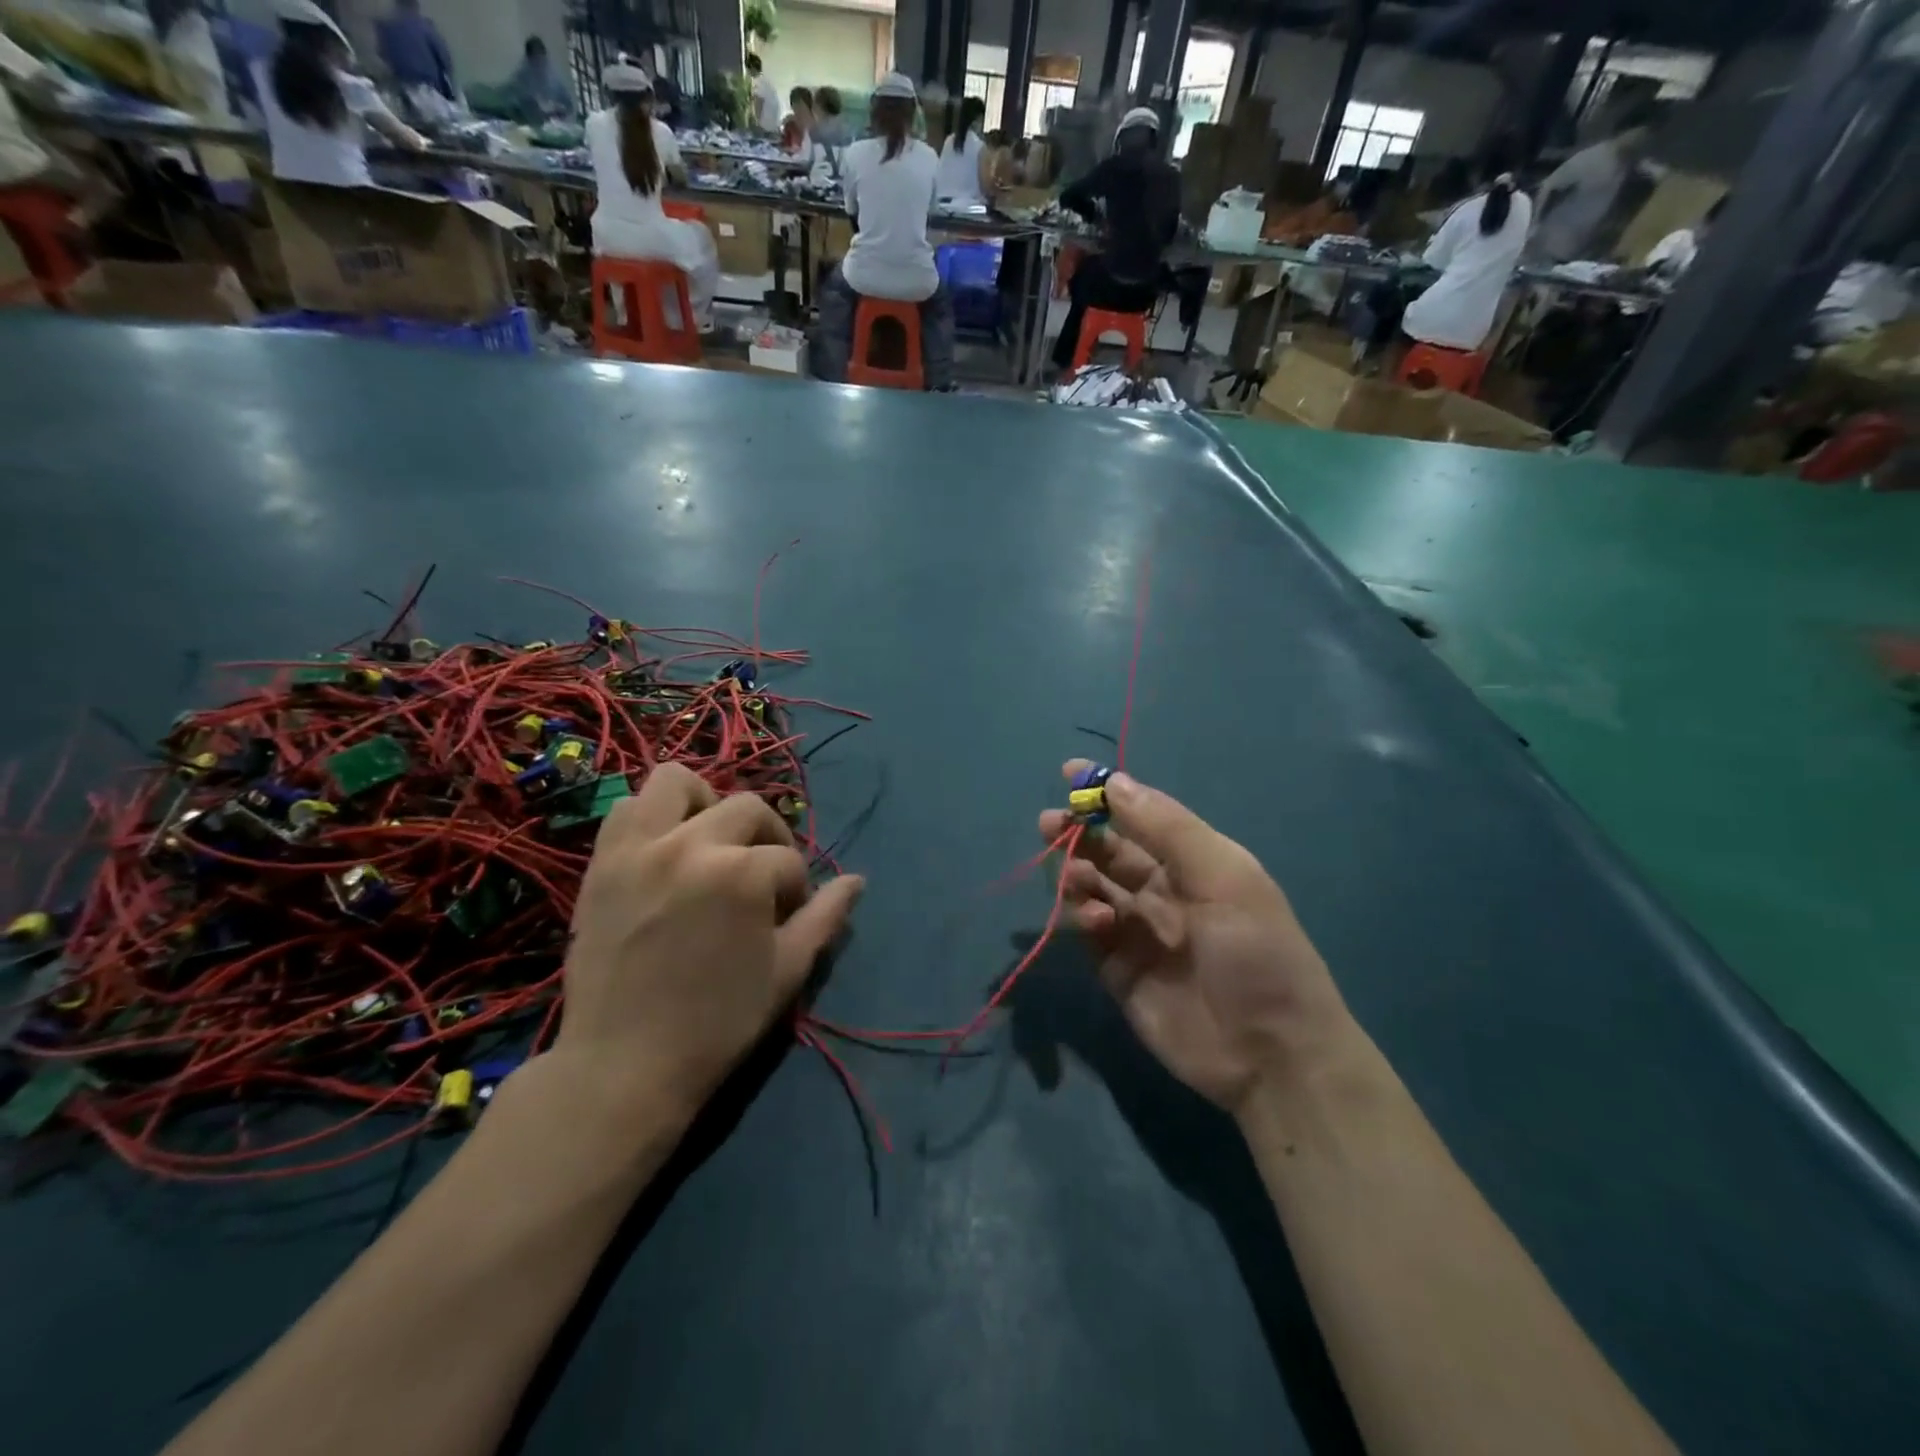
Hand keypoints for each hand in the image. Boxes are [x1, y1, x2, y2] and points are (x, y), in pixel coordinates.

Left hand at [555, 764, 862, 1130]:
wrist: (624, 1064)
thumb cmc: (718, 1023)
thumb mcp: (787, 971)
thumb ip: (825, 918)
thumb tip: (857, 881)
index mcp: (742, 873)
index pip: (788, 860)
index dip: (796, 889)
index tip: (785, 918)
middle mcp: (691, 844)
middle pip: (747, 808)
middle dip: (767, 839)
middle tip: (760, 877)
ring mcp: (639, 848)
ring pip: (677, 781)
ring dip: (705, 803)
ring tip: (710, 842)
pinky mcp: (602, 862)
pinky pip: (625, 809)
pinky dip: (651, 818)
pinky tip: (665, 852)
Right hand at [1038, 762, 1350, 1114]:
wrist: (1272, 1054)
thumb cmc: (1257, 951)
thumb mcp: (1224, 876)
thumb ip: (1167, 829)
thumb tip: (1115, 782)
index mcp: (1193, 861)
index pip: (1141, 816)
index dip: (1107, 794)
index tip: (1068, 773)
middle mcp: (1163, 890)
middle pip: (1108, 850)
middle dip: (1078, 833)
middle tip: (1050, 825)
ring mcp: (1138, 931)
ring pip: (1093, 888)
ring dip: (1077, 874)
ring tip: (1076, 879)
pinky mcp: (1118, 970)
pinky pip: (1088, 933)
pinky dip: (1083, 918)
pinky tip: (1096, 922)